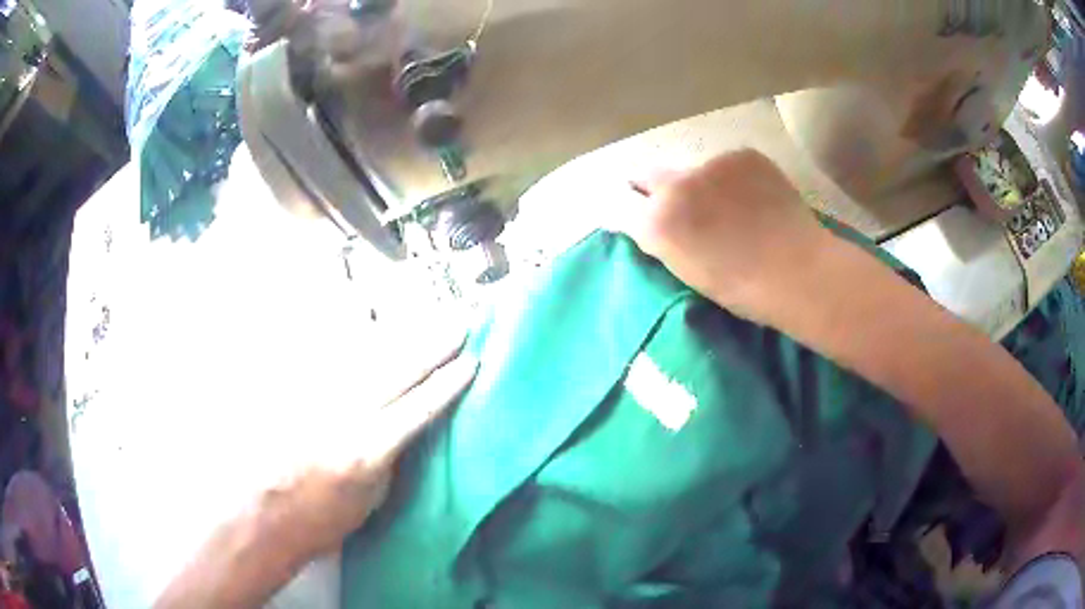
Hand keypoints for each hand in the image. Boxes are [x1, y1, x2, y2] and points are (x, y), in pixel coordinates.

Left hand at [255, 329, 478, 565]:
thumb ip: (392, 457)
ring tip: (427, 316)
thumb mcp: (371, 500)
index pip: (419, 407)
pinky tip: (369, 315)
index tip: (472, 362)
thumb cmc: (323, 519)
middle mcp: (344, 414)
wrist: (265, 512)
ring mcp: (317, 395)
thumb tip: (410, 426)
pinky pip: (330, 354)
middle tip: (460, 322)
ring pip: (365, 353)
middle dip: (433, 345)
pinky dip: (354, 334)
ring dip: (401, 333)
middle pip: (397, 369)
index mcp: (368, 450)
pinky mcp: (296, 387)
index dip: (448, 384)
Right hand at [620, 150, 828, 321]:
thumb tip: (655, 222)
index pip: (624, 205)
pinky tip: (756, 198)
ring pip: (696, 170)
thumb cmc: (744, 289)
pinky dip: (735, 177)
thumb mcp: (689, 273)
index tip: (643, 213)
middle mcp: (676, 185)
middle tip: (682, 205)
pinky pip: (729, 164)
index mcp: (657, 223)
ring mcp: (711, 164)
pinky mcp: (742, 154)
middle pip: (650, 176)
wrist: (800, 271)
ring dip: (704, 184)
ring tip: (733, 207)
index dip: (634, 209)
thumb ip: (664, 241)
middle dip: (657, 188)